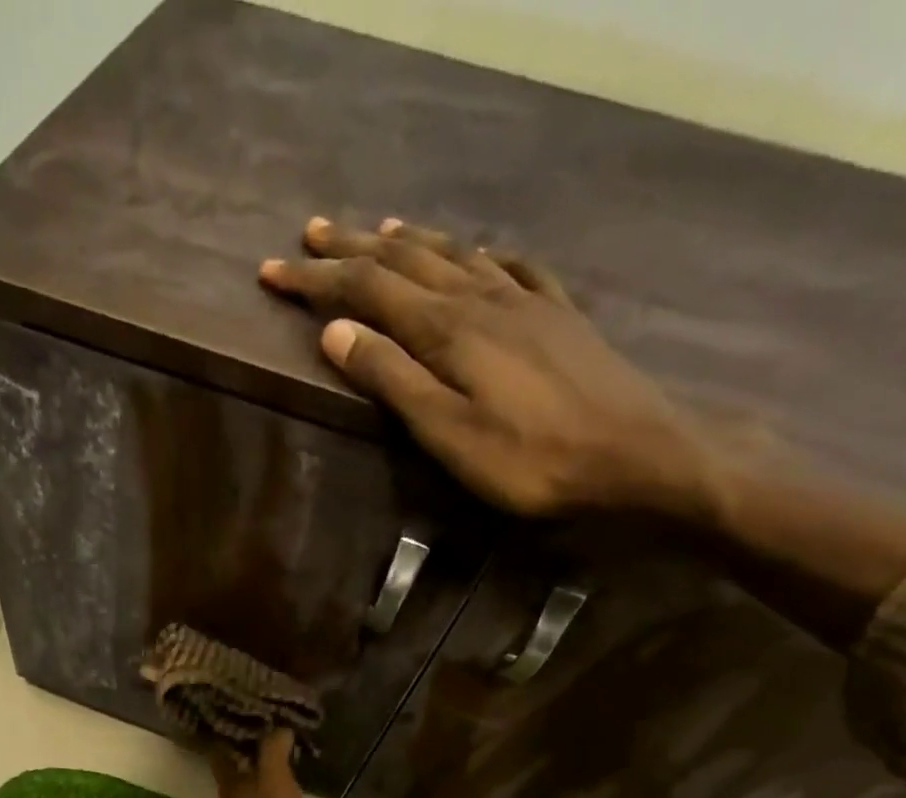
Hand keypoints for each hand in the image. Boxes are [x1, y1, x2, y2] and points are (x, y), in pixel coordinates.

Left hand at [210, 729, 303, 797]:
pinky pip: (258, 797)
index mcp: (232, 777)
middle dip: (245, 741)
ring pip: (245, 778)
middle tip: (268, 723)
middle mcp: (231, 792)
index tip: (242, 708)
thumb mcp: (276, 788)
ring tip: (282, 748)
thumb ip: (274, 755)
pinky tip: (284, 787)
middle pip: (233, 760)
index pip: (222, 742)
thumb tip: (279, 725)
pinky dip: (268, 785)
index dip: (228, 725)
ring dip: (258, 763)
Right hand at [260, 217, 708, 519]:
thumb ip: (390, 378)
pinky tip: (479, 252)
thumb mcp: (445, 431)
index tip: (272, 271)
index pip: (366, 289)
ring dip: (411, 242)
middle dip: (353, 248)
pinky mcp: (559, 313)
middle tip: (313, 234)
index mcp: (445, 328)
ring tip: (382, 230)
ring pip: (455, 255)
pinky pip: (511, 266)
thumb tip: (335, 331)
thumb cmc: (528, 459)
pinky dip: (481, 254)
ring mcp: (525, 299)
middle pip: (405, 261)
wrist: (634, 456)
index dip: (316, 279)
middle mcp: (481, 297)